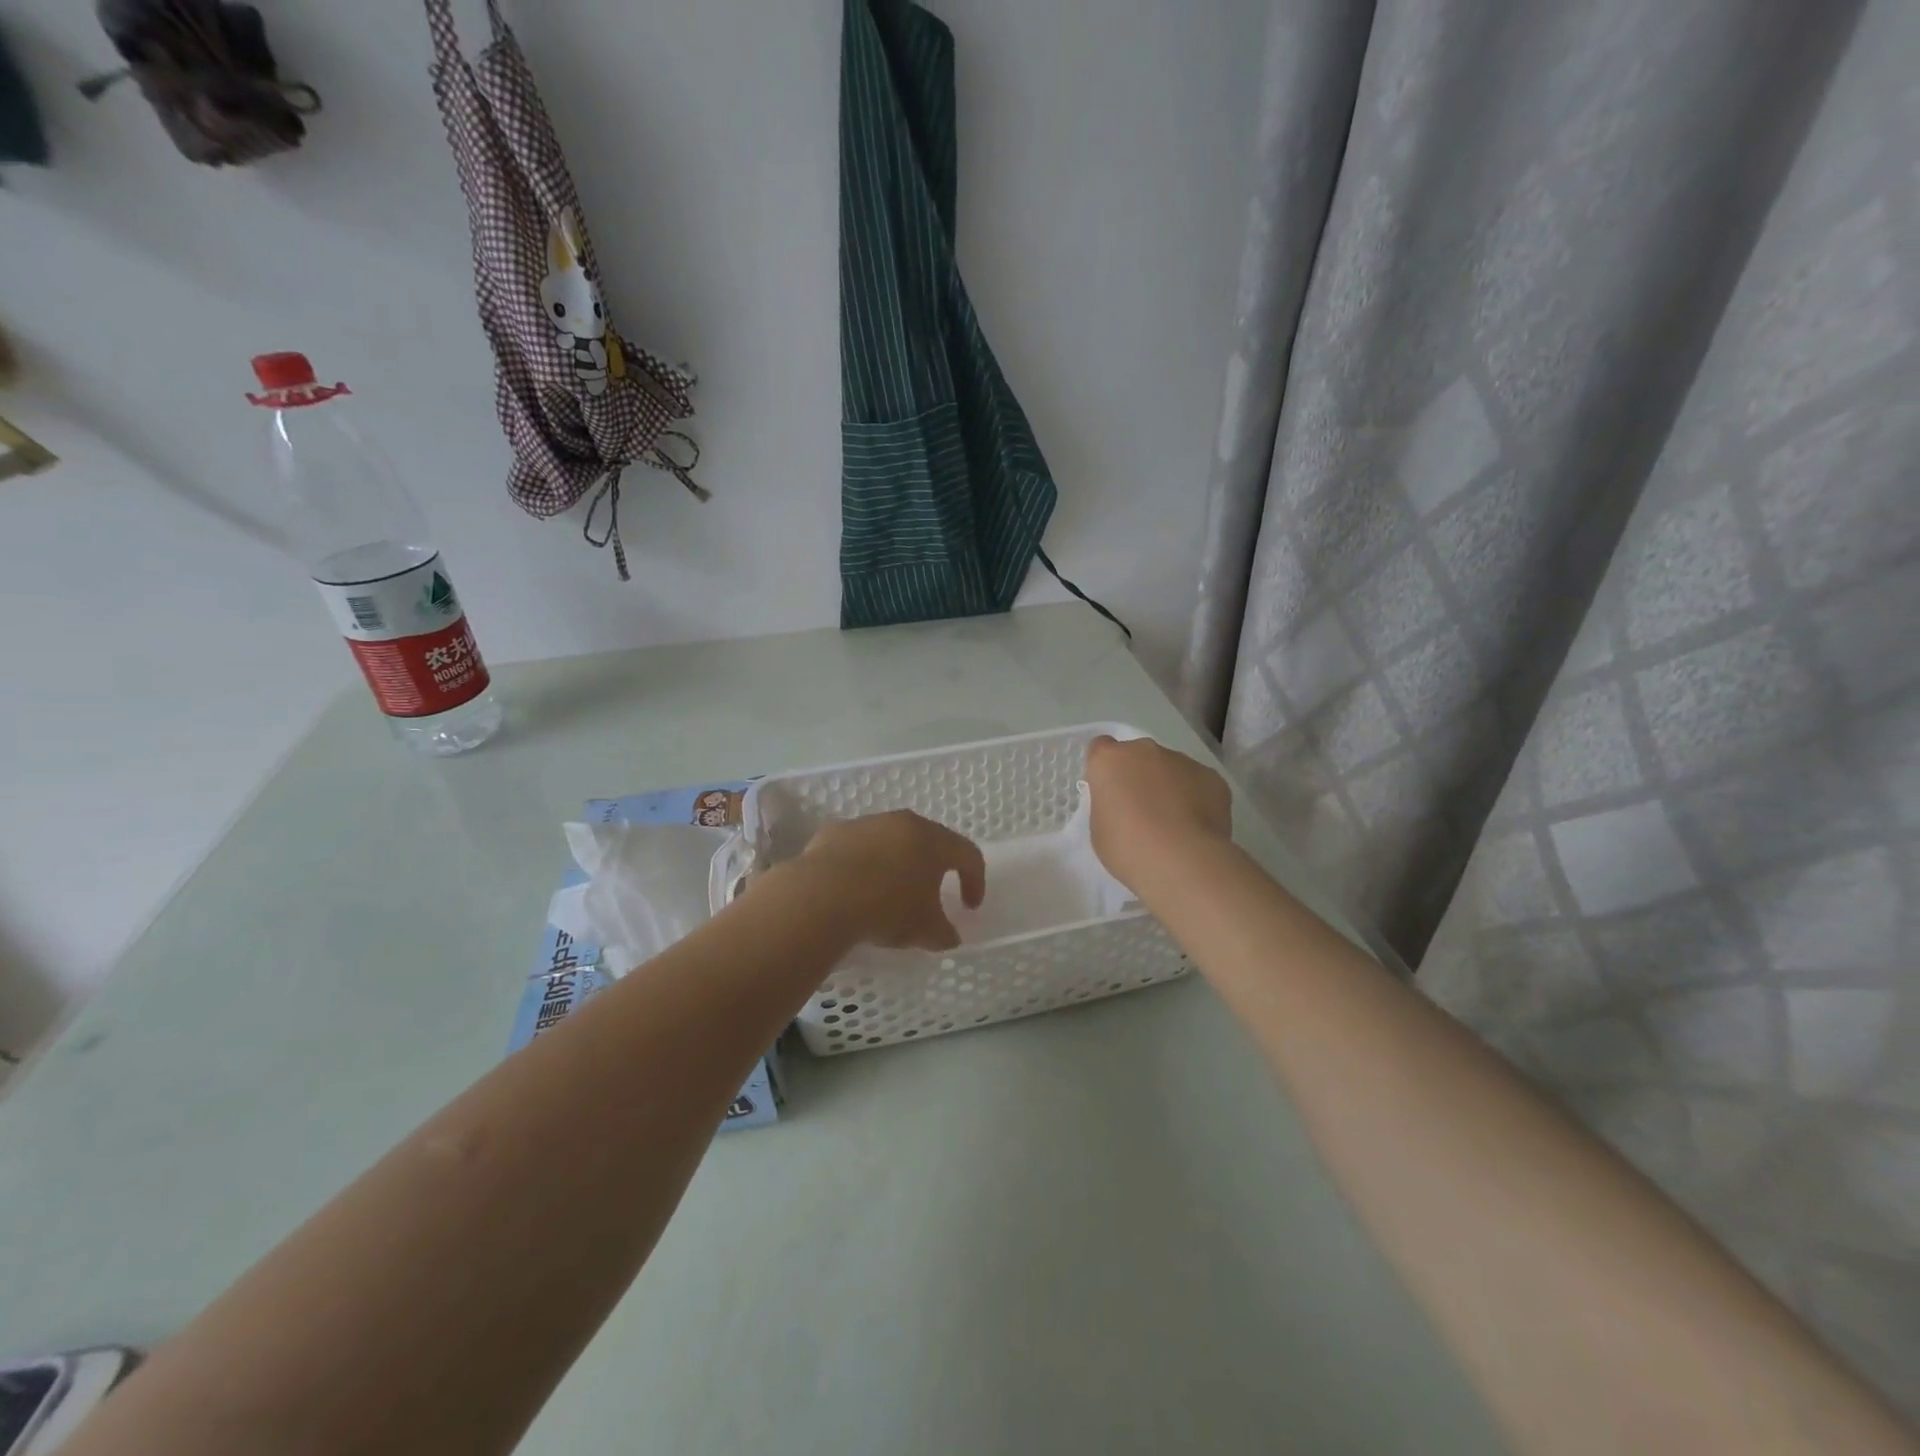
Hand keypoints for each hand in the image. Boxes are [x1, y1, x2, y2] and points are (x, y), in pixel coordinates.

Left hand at [796, 811, 985, 950]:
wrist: (821, 895)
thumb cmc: (887, 909)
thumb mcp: (925, 930)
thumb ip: (944, 932)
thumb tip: (949, 935)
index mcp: (933, 841)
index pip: (968, 854)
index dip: (975, 881)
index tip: (969, 907)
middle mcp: (902, 823)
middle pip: (928, 841)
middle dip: (933, 868)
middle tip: (931, 895)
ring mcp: (866, 824)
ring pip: (890, 841)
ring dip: (895, 864)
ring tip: (887, 894)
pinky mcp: (834, 832)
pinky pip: (857, 848)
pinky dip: (862, 865)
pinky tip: (853, 890)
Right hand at [1084, 735, 1232, 891]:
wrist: (1182, 861)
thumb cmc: (1128, 848)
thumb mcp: (1099, 829)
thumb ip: (1109, 805)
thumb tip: (1124, 803)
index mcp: (1110, 760)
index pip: (1100, 748)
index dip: (1105, 769)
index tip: (1109, 791)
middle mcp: (1145, 750)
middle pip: (1138, 756)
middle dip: (1138, 775)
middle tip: (1140, 811)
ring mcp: (1182, 760)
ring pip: (1170, 768)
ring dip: (1168, 786)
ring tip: (1173, 824)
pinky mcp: (1212, 776)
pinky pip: (1198, 783)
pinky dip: (1196, 798)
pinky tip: (1196, 827)